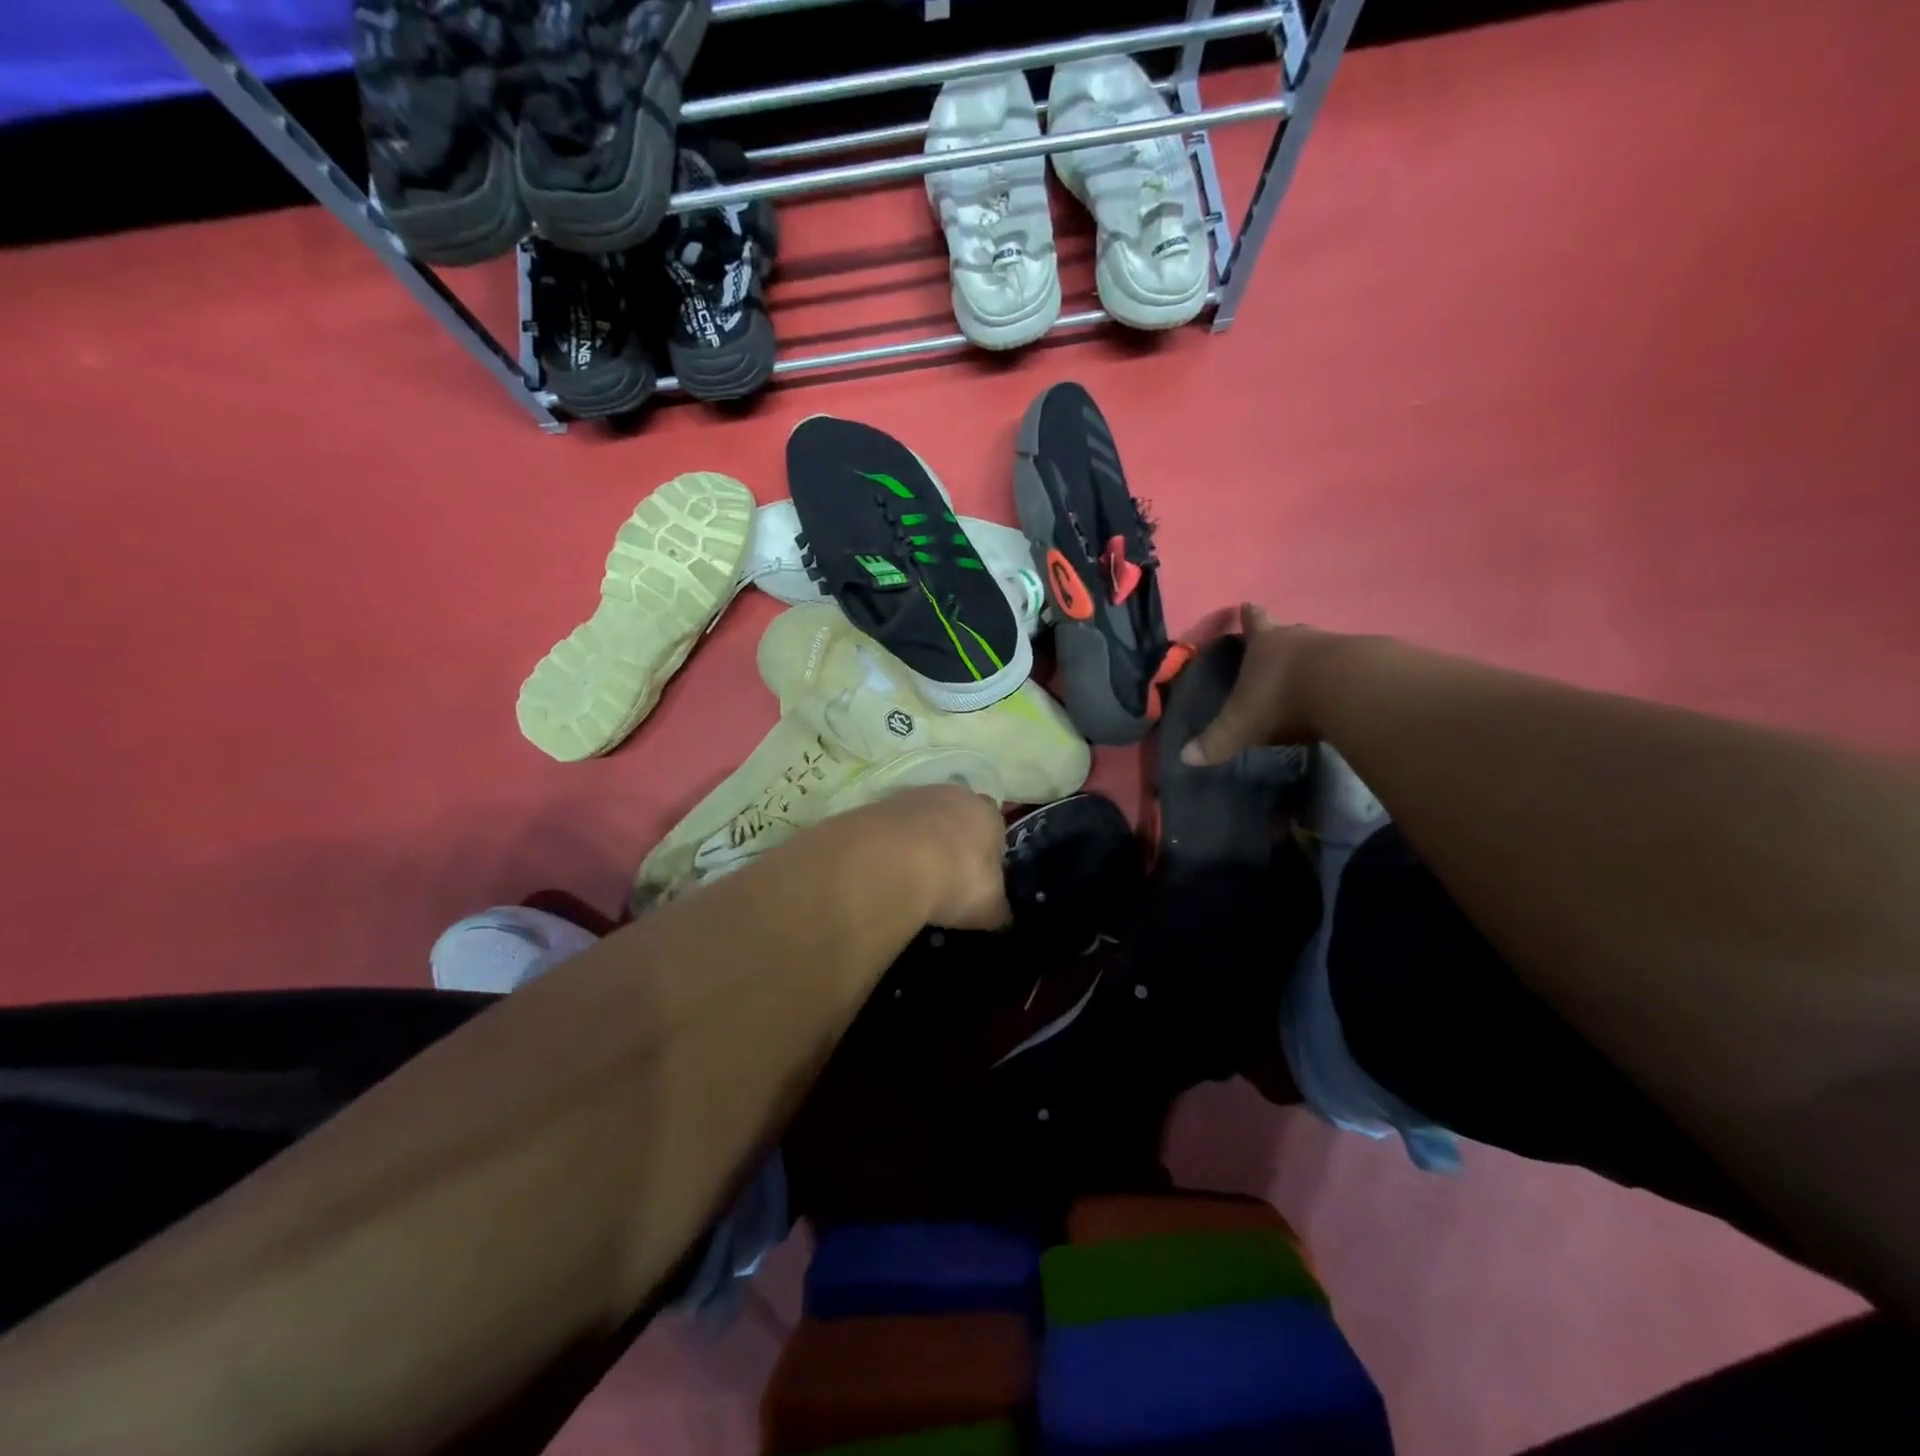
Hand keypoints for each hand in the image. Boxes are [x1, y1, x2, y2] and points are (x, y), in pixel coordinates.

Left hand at [863, 783, 1011, 930]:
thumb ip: (999, 910)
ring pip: (923, 820)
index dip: (987, 853)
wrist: (894, 862)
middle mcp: (955, 796)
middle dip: (952, 843)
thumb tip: (1003, 918)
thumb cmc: (957, 880)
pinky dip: (892, 846)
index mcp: (989, 815)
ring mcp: (914, 796)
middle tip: (945, 877)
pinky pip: (893, 829)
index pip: (996, 828)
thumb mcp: (989, 908)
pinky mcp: (879, 806)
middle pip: (958, 817)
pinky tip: (888, 870)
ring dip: (919, 842)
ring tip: (912, 878)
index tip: (977, 879)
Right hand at [1181, 605, 1339, 765]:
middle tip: (1278, 647)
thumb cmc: (1281, 699)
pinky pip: (1350, 667)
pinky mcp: (1367, 663)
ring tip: (1311, 677)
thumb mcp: (1240, 725)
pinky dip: (1342, 678)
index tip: (1247, 606)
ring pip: (1321, 647)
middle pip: (1289, 632)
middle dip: (1282, 639)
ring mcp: (1336, 646)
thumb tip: (1185, 757)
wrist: (1346, 689)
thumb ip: (1215, 742)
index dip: (1248, 616)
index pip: (1253, 622)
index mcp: (1264, 644)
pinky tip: (1342, 693)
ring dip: (1314, 659)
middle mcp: (1298, 638)